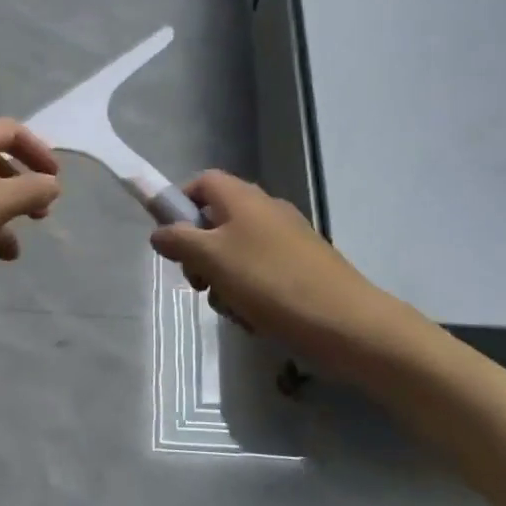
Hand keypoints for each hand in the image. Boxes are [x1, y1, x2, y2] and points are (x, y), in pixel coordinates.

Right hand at [149, 171, 415, 357]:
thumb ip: (179, 241)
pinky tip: (257, 319)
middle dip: (200, 254)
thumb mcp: (212, 259)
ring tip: (233, 309)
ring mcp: (287, 239)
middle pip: (217, 221)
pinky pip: (262, 273)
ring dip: (224, 280)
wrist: (346, 323)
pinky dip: (251, 293)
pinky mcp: (302, 267)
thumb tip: (159, 231)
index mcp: (242, 198)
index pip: (201, 183)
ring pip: (237, 253)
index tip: (172, 240)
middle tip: (198, 284)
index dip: (180, 205)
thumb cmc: (270, 282)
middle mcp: (265, 210)